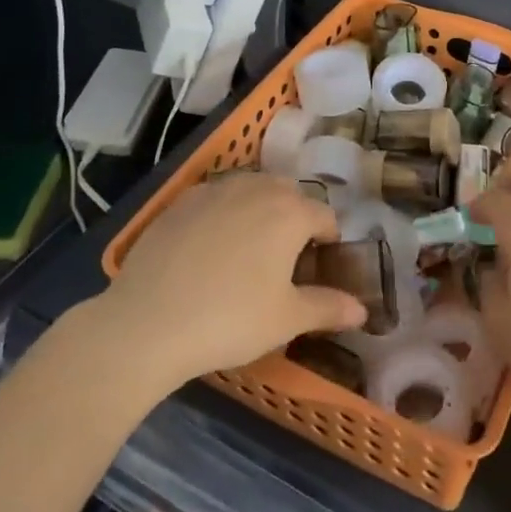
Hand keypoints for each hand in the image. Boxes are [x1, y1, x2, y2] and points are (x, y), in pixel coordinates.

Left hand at [108, 173, 365, 386]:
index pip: (325, 217)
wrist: (147, 322)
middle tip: (284, 260)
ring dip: (260, 209)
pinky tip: (209, 247)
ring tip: (248, 249)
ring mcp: (214, 190)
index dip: (328, 242)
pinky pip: (215, 198)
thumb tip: (363, 310)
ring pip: (251, 189)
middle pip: (289, 194)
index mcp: (291, 212)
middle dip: (295, 218)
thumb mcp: (287, 320)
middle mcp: (256, 189)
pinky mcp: (180, 201)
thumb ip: (328, 308)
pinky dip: (223, 213)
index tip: (317, 270)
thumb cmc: (230, 319)